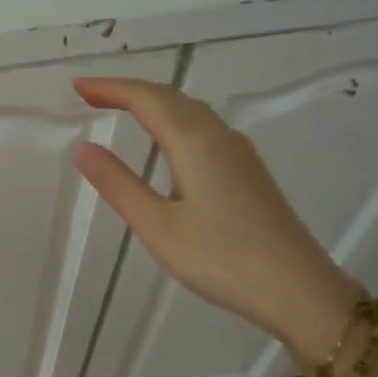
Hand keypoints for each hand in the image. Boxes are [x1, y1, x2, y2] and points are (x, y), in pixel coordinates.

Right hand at [72, 78, 357, 365]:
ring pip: (190, 111)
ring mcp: (239, 153)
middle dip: (128, 91)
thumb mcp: (158, 226)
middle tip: (91, 95)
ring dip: (153, 102)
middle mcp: (220, 136)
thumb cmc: (222, 259)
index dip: (110, 88)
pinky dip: (173, 119)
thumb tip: (84, 148)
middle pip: (170, 97)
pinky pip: (203, 127)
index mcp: (195, 142)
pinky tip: (167, 140)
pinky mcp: (249, 171)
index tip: (77, 87)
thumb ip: (119, 184)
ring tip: (121, 108)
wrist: (300, 290)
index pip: (146, 99)